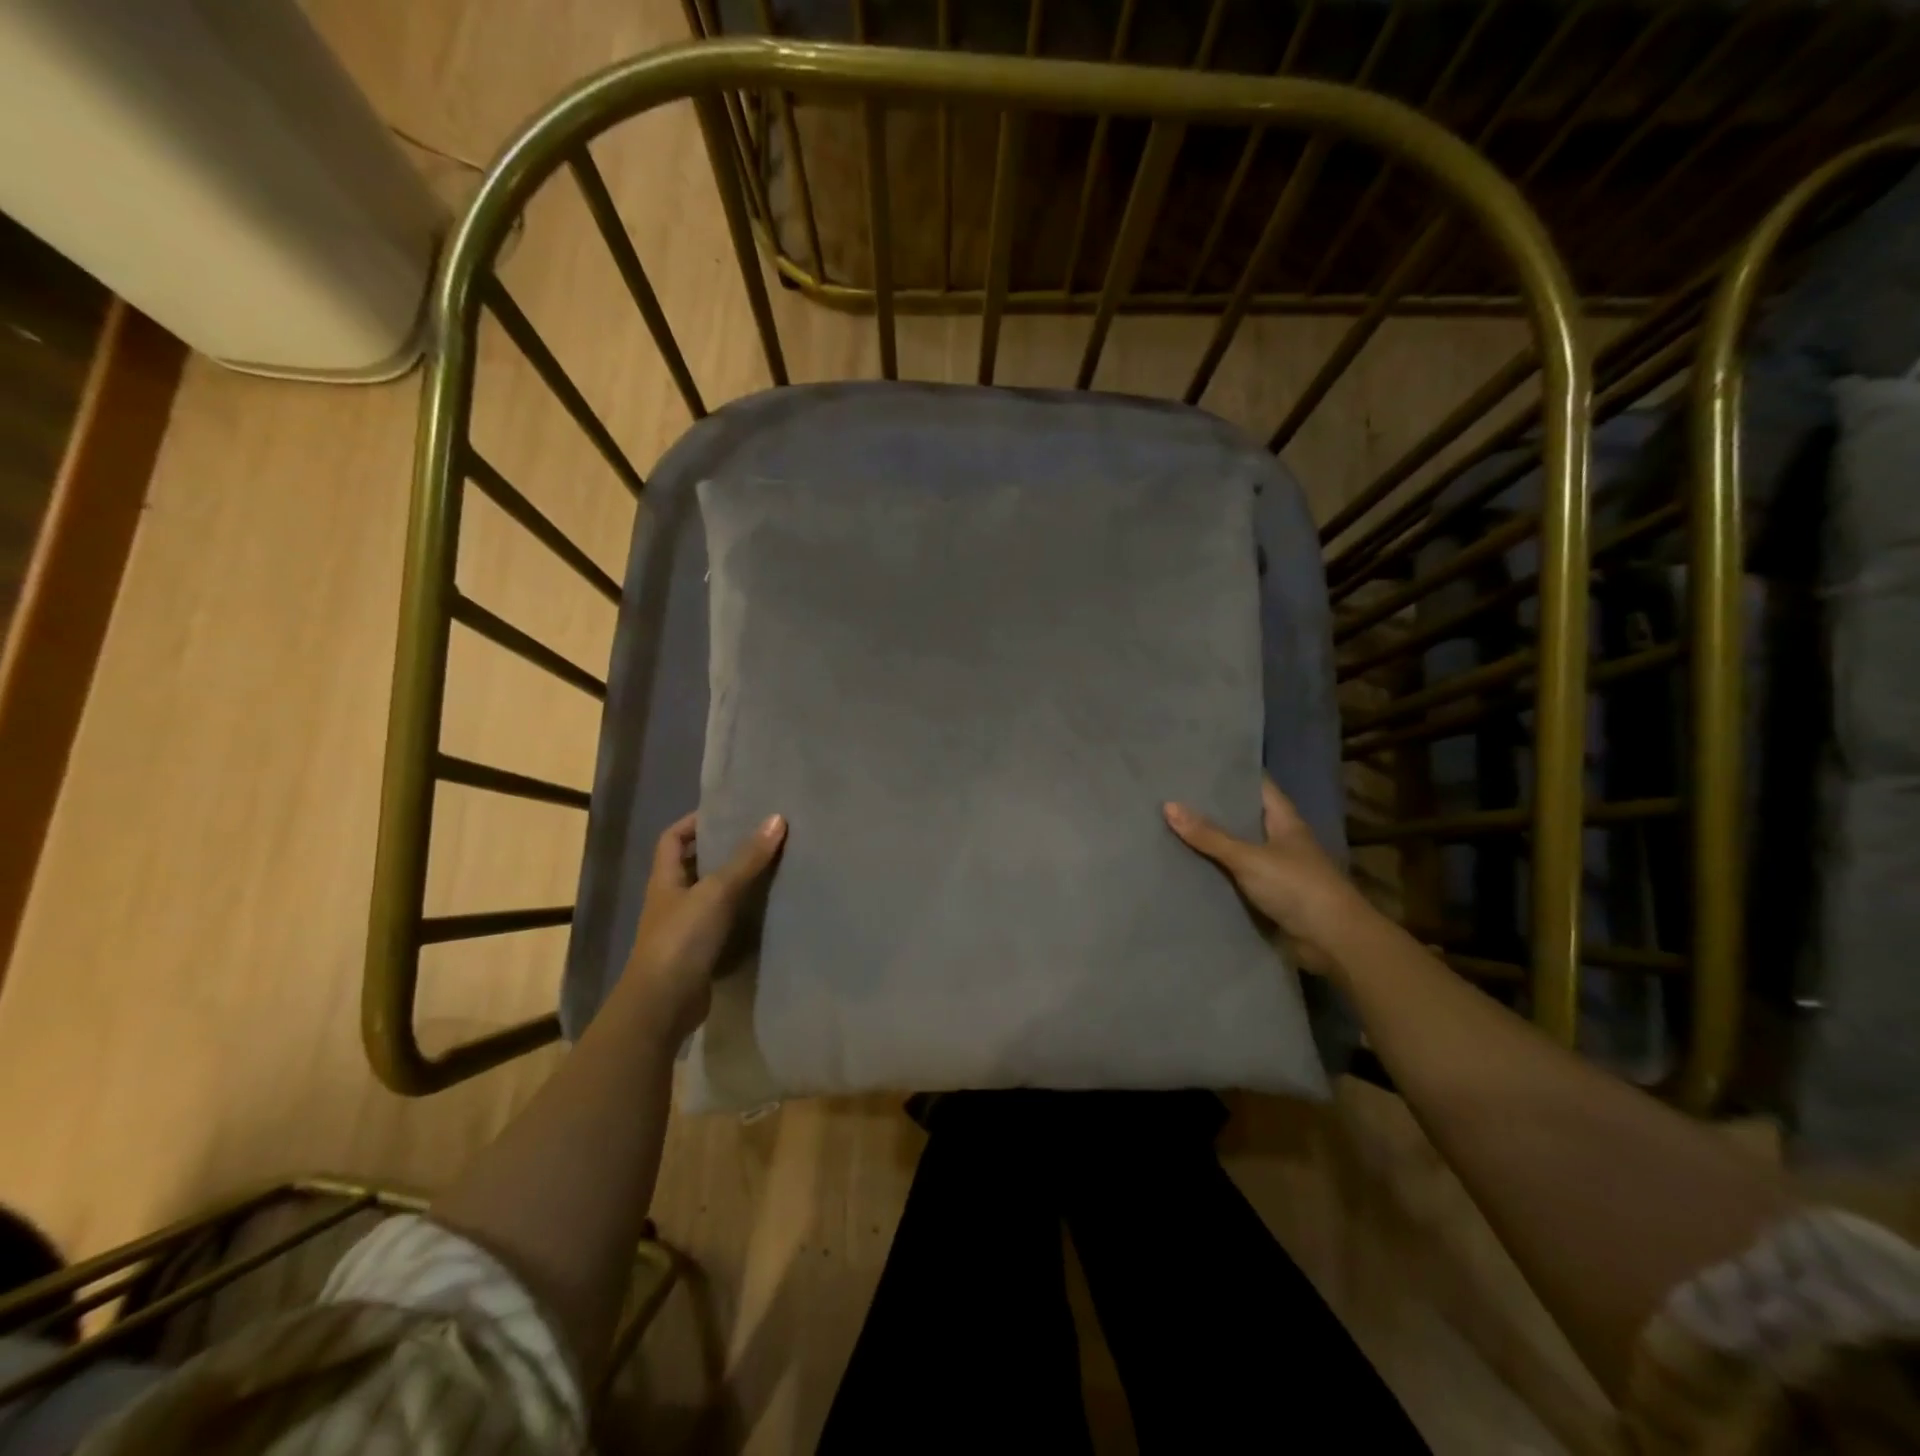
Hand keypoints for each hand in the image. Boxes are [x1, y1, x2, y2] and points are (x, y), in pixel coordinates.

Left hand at [623, 811, 785, 1042]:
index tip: (727, 813)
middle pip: (694, 865)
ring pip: (710, 895)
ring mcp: (684, 928)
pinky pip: (722, 923)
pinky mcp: (699, 953)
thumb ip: (747, 858)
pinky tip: (765, 909)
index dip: (694, 822)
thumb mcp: (717, 892)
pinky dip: (741, 915)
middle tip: (759, 837)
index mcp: (665, 879)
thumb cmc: (682, 938)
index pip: (672, 838)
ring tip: (770, 867)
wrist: (663, 1004)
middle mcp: (671, 900)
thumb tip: (777, 819)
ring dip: (735, 883)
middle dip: (723, 851)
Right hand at [1164, 778, 1364, 972]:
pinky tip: (1187, 867)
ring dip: (1212, 842)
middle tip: (1173, 795)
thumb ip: (1210, 835)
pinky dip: (1216, 872)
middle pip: (1244, 816)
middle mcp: (1281, 839)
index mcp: (1284, 820)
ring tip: (1170, 827)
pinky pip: (1236, 876)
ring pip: (1238, 848)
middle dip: (1213, 808)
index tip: (1197, 765)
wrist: (1333, 941)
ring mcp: (1276, 868)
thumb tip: (1168, 805)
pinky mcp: (1269, 895)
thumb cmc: (1297, 887)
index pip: (1257, 785)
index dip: (1231, 774)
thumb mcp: (1249, 857)